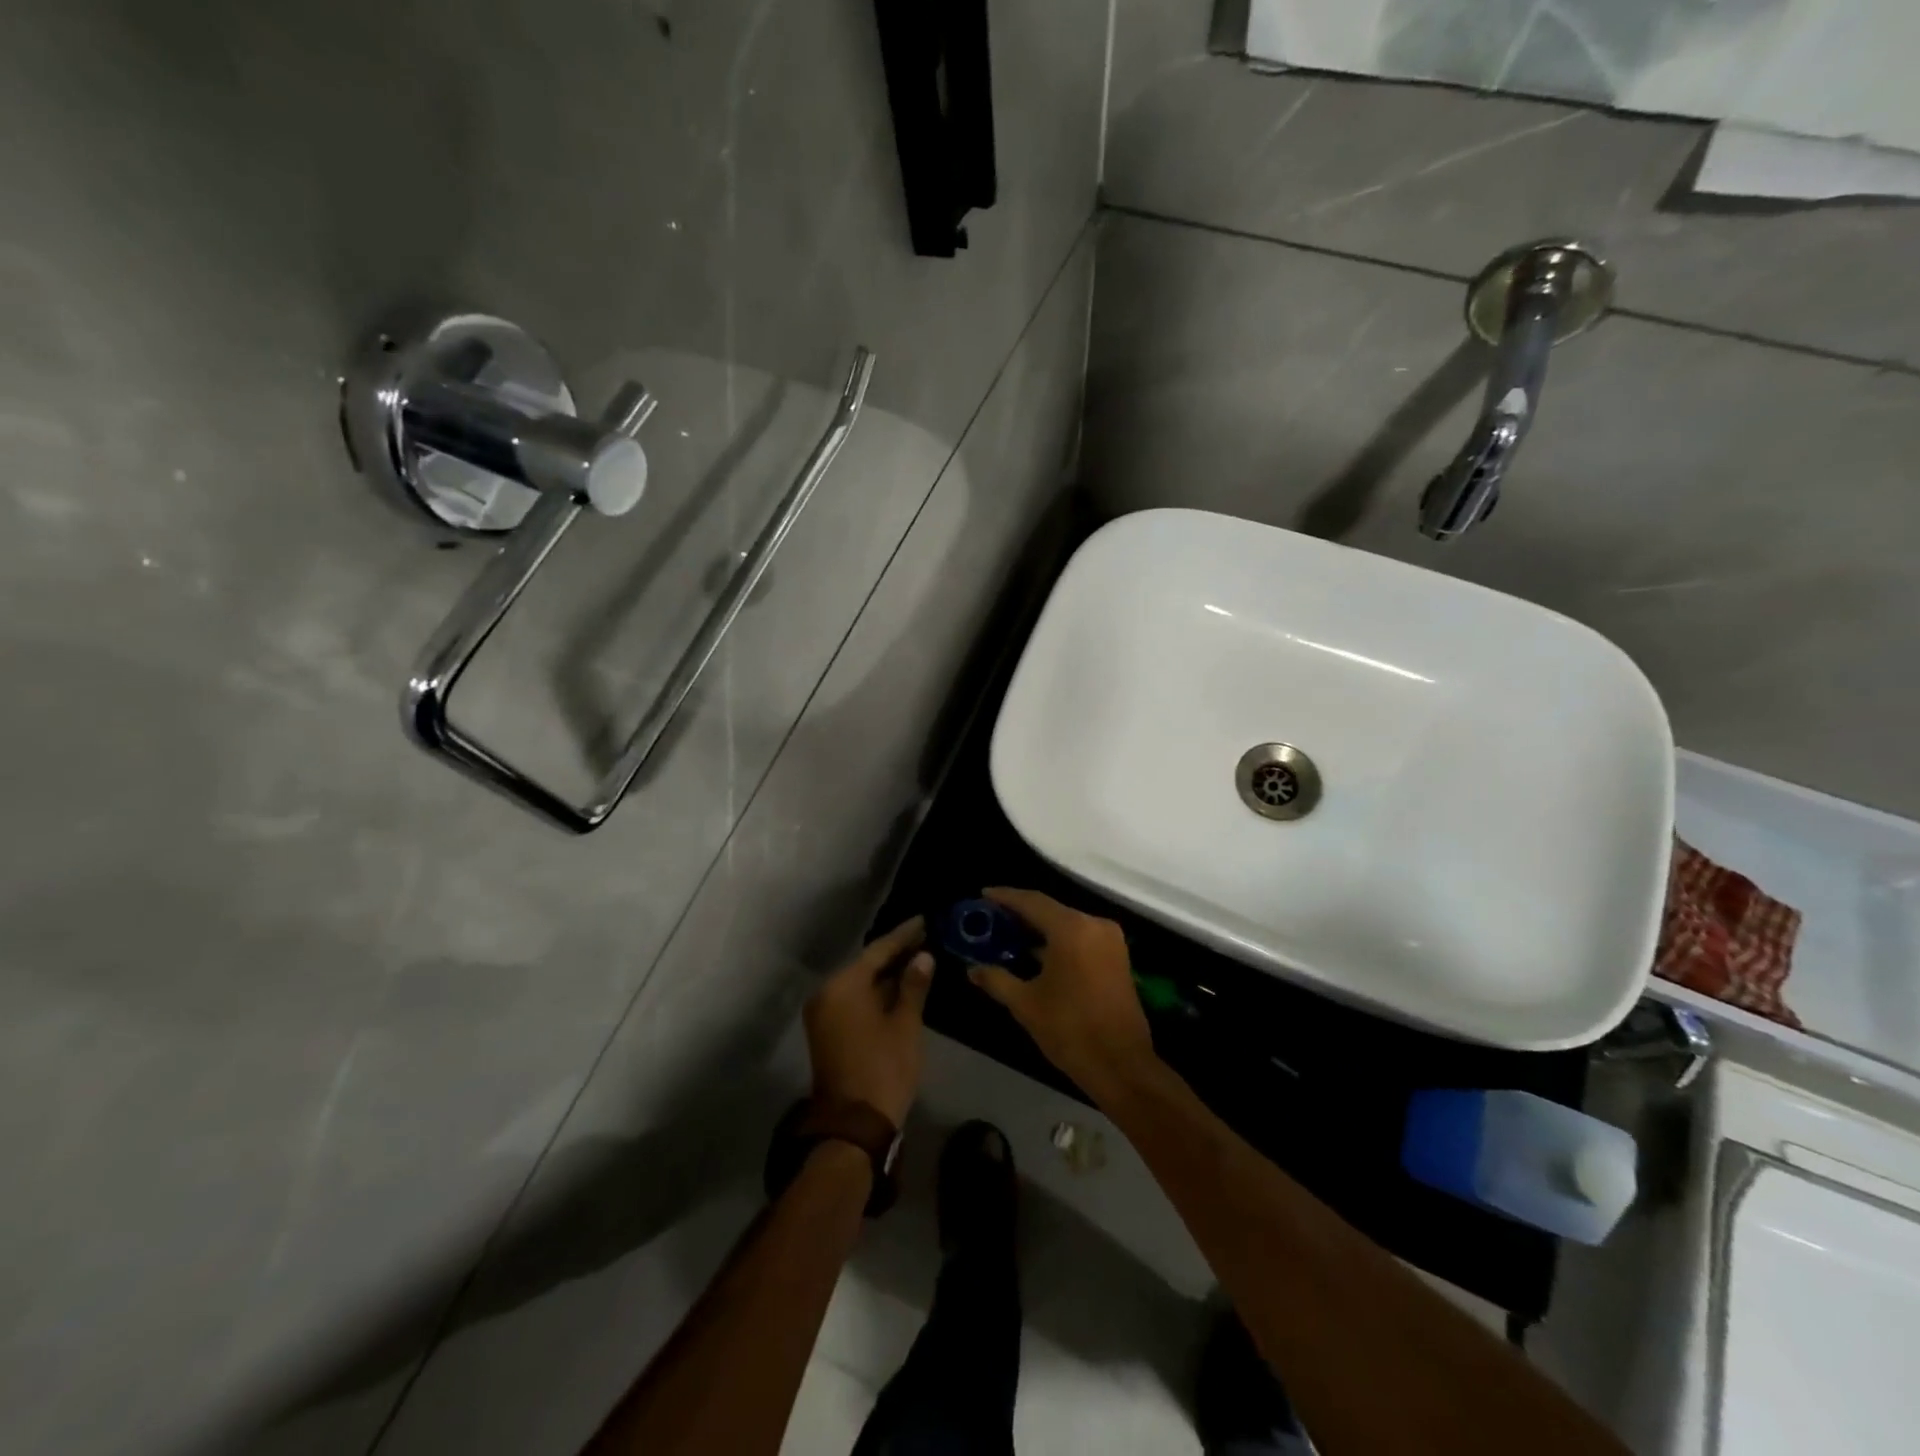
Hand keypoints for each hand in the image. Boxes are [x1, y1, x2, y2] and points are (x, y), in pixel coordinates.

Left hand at [803, 917, 933, 1127]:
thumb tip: (923, 956)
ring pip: (859, 982)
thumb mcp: (905, 1025)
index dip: (904, 935)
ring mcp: (824, 1012)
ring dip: (886, 973)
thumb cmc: (884, 1069)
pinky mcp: (827, 1029)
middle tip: (925, 936)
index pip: (878, 950)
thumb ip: (913, 986)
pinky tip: (899, 984)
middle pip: (866, 964)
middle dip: (895, 952)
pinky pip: (853, 998)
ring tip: (918, 956)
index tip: (924, 920)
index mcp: (843, 986)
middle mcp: (827, 992)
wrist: (853, 1124)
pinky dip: (875, 991)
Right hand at [966, 889, 1156, 1097]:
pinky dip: (1058, 939)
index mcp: (1072, 929)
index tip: (983, 895)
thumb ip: (997, 980)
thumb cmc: (1070, 1030)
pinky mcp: (1117, 956)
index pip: (1032, 902)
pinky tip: (1037, 951)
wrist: (1121, 1065)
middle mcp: (1094, 924)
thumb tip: (973, 969)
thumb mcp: (1026, 1004)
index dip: (1005, 897)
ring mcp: (1110, 940)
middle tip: (992, 917)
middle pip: (1051, 909)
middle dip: (1021, 913)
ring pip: (1067, 923)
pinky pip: (1081, 936)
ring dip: (1040, 927)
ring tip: (1009, 934)